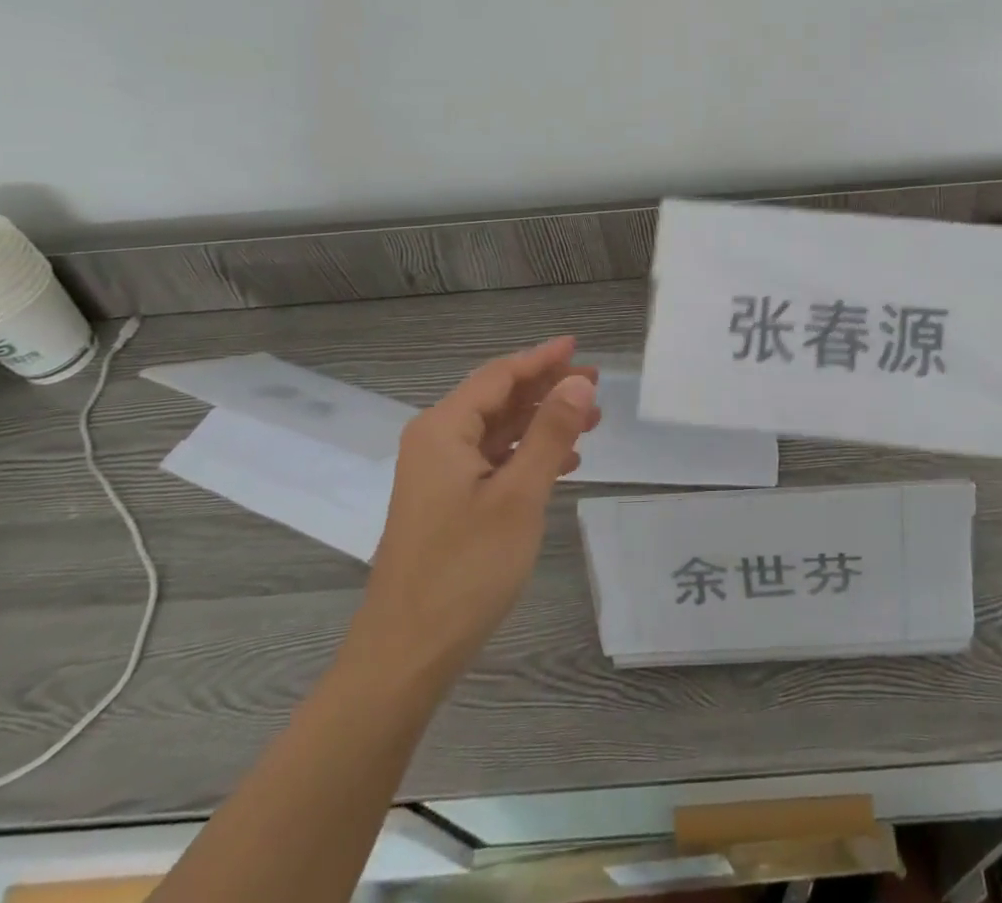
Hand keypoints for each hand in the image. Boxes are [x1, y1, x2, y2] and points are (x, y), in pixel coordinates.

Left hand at [347, 336, 598, 687]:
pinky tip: (562, 465)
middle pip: (498, 399)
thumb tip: (579, 381)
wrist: (406, 656)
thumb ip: (550, 433)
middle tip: (595, 385)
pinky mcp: (446, 504)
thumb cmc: (464, 569)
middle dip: (547, 390)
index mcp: (443, 429)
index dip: (542, 359)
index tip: (579, 346)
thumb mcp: (519, 496)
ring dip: (542, 423)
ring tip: (590, 421)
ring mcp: (438, 475)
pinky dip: (527, 455)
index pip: (500, 376)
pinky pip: (492, 461)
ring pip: (498, 431)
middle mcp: (435, 442)